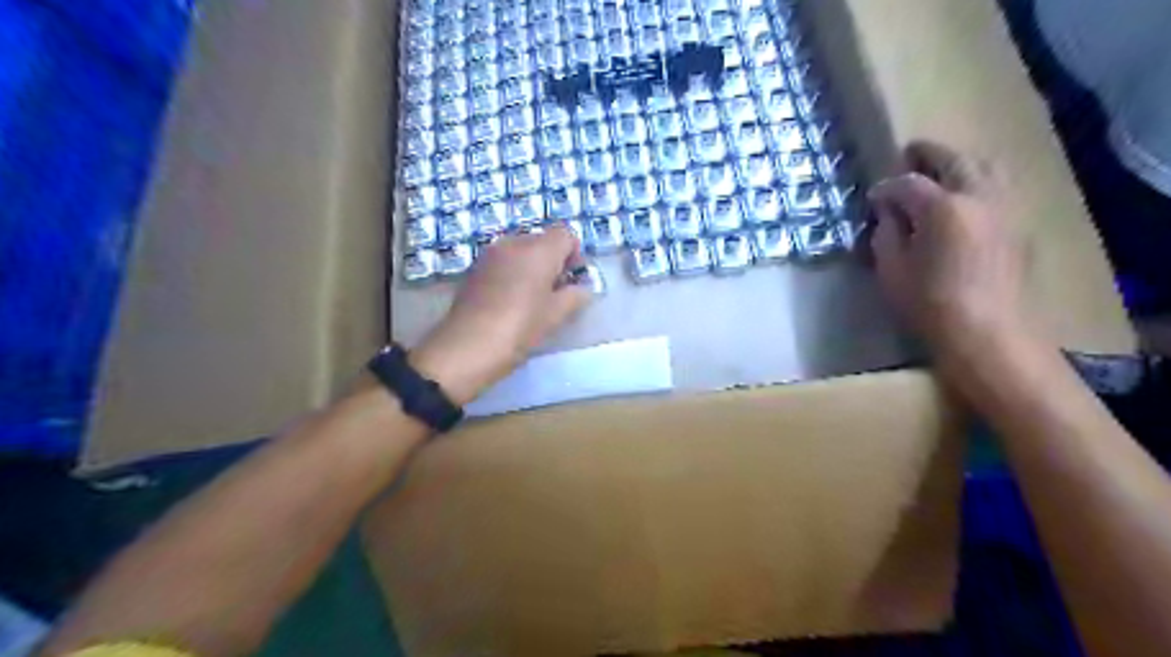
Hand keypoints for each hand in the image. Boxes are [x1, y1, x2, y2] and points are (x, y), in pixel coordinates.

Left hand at [410, 229, 594, 407]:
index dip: (574, 255)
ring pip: (520, 251)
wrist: (467, 347)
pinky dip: (511, 274)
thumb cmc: (519, 328)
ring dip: (531, 268)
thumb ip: (575, 296)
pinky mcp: (474, 268)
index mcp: (538, 249)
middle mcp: (513, 243)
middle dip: (553, 261)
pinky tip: (509, 302)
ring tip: (531, 299)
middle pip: (542, 240)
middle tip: (554, 293)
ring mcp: (490, 254)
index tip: (571, 281)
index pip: (565, 235)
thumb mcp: (556, 315)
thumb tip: (582, 288)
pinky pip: (502, 262)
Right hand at [868, 138, 1033, 361]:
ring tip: (941, 171)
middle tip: (909, 154)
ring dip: (959, 162)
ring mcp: (1005, 208)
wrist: (988, 333)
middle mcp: (978, 197)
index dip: (887, 187)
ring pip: (985, 167)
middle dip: (929, 154)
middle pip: (955, 159)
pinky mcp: (1019, 226)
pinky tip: (965, 199)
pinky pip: (999, 188)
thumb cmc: (929, 304)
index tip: (873, 198)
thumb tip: (890, 216)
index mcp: (942, 208)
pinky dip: (978, 181)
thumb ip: (887, 235)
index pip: (908, 183)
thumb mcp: (892, 271)